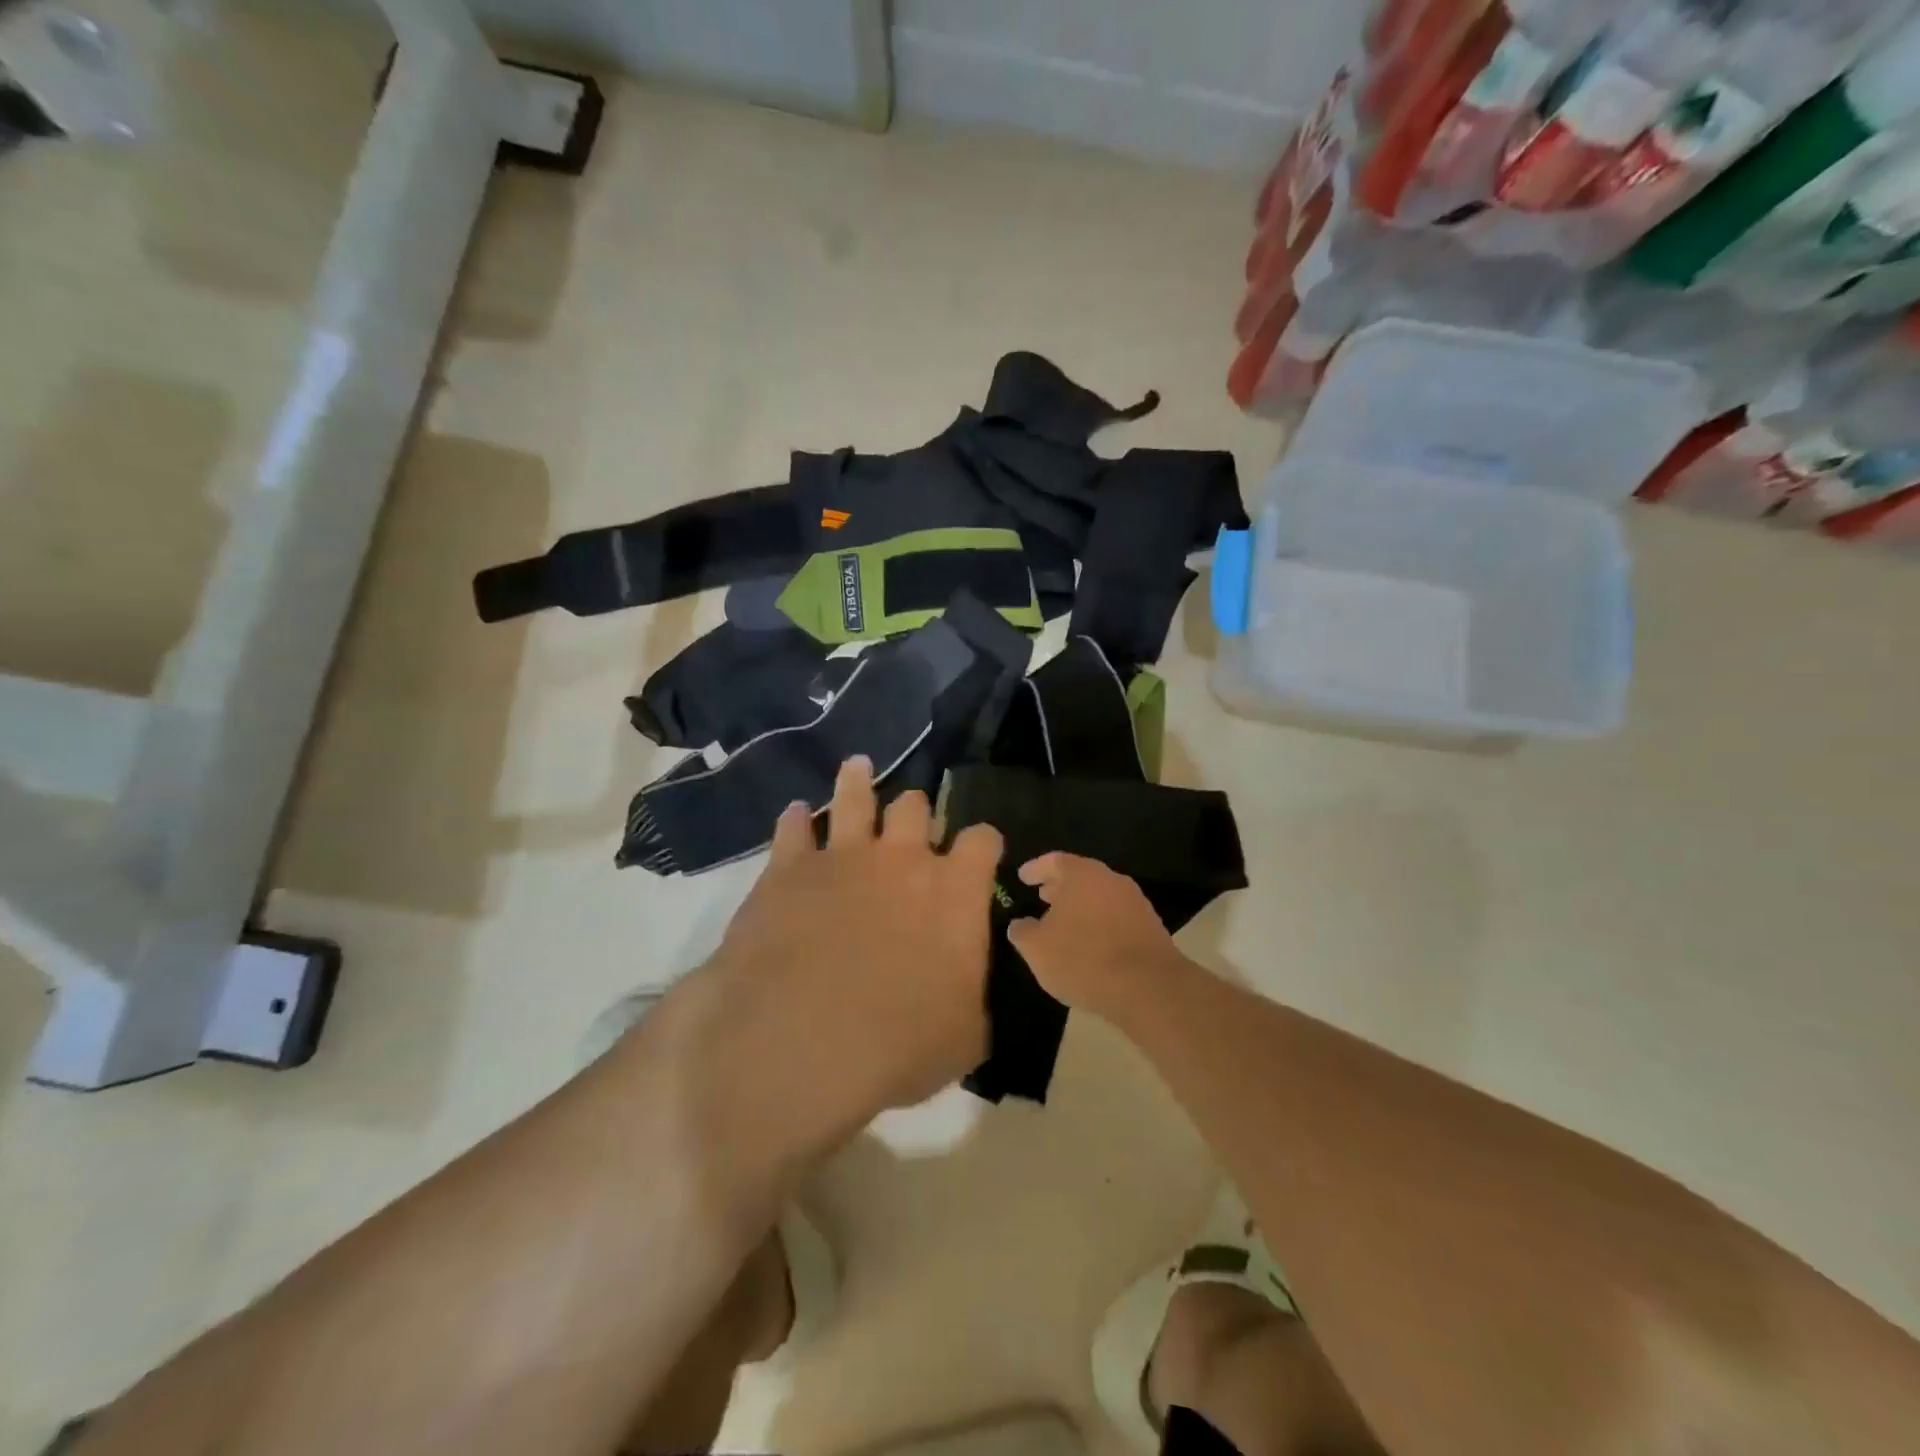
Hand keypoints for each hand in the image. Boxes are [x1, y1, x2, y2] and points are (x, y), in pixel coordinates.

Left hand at [707, 756, 1003, 1121]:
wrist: (803, 1040)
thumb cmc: (899, 1044)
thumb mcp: (965, 1037)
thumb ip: (975, 1000)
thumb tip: (970, 992)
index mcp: (955, 891)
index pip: (982, 840)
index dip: (983, 843)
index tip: (979, 853)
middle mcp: (903, 858)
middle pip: (915, 807)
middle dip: (916, 812)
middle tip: (911, 821)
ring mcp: (843, 855)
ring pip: (855, 797)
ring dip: (857, 781)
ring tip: (857, 767)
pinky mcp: (789, 867)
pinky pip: (793, 828)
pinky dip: (796, 820)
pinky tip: (795, 815)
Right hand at [1006, 853, 1186, 1014]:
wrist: (1148, 988)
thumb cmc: (1083, 959)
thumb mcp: (1037, 949)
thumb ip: (1022, 931)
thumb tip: (1020, 925)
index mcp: (1083, 874)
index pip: (1054, 861)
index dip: (1036, 869)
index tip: (1022, 877)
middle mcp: (1111, 880)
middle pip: (1080, 877)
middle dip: (1059, 887)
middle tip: (1042, 897)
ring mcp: (1135, 903)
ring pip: (1099, 897)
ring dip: (1080, 907)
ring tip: (1063, 924)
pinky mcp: (1151, 928)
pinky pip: (1115, 917)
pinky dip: (1099, 924)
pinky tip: (1089, 944)